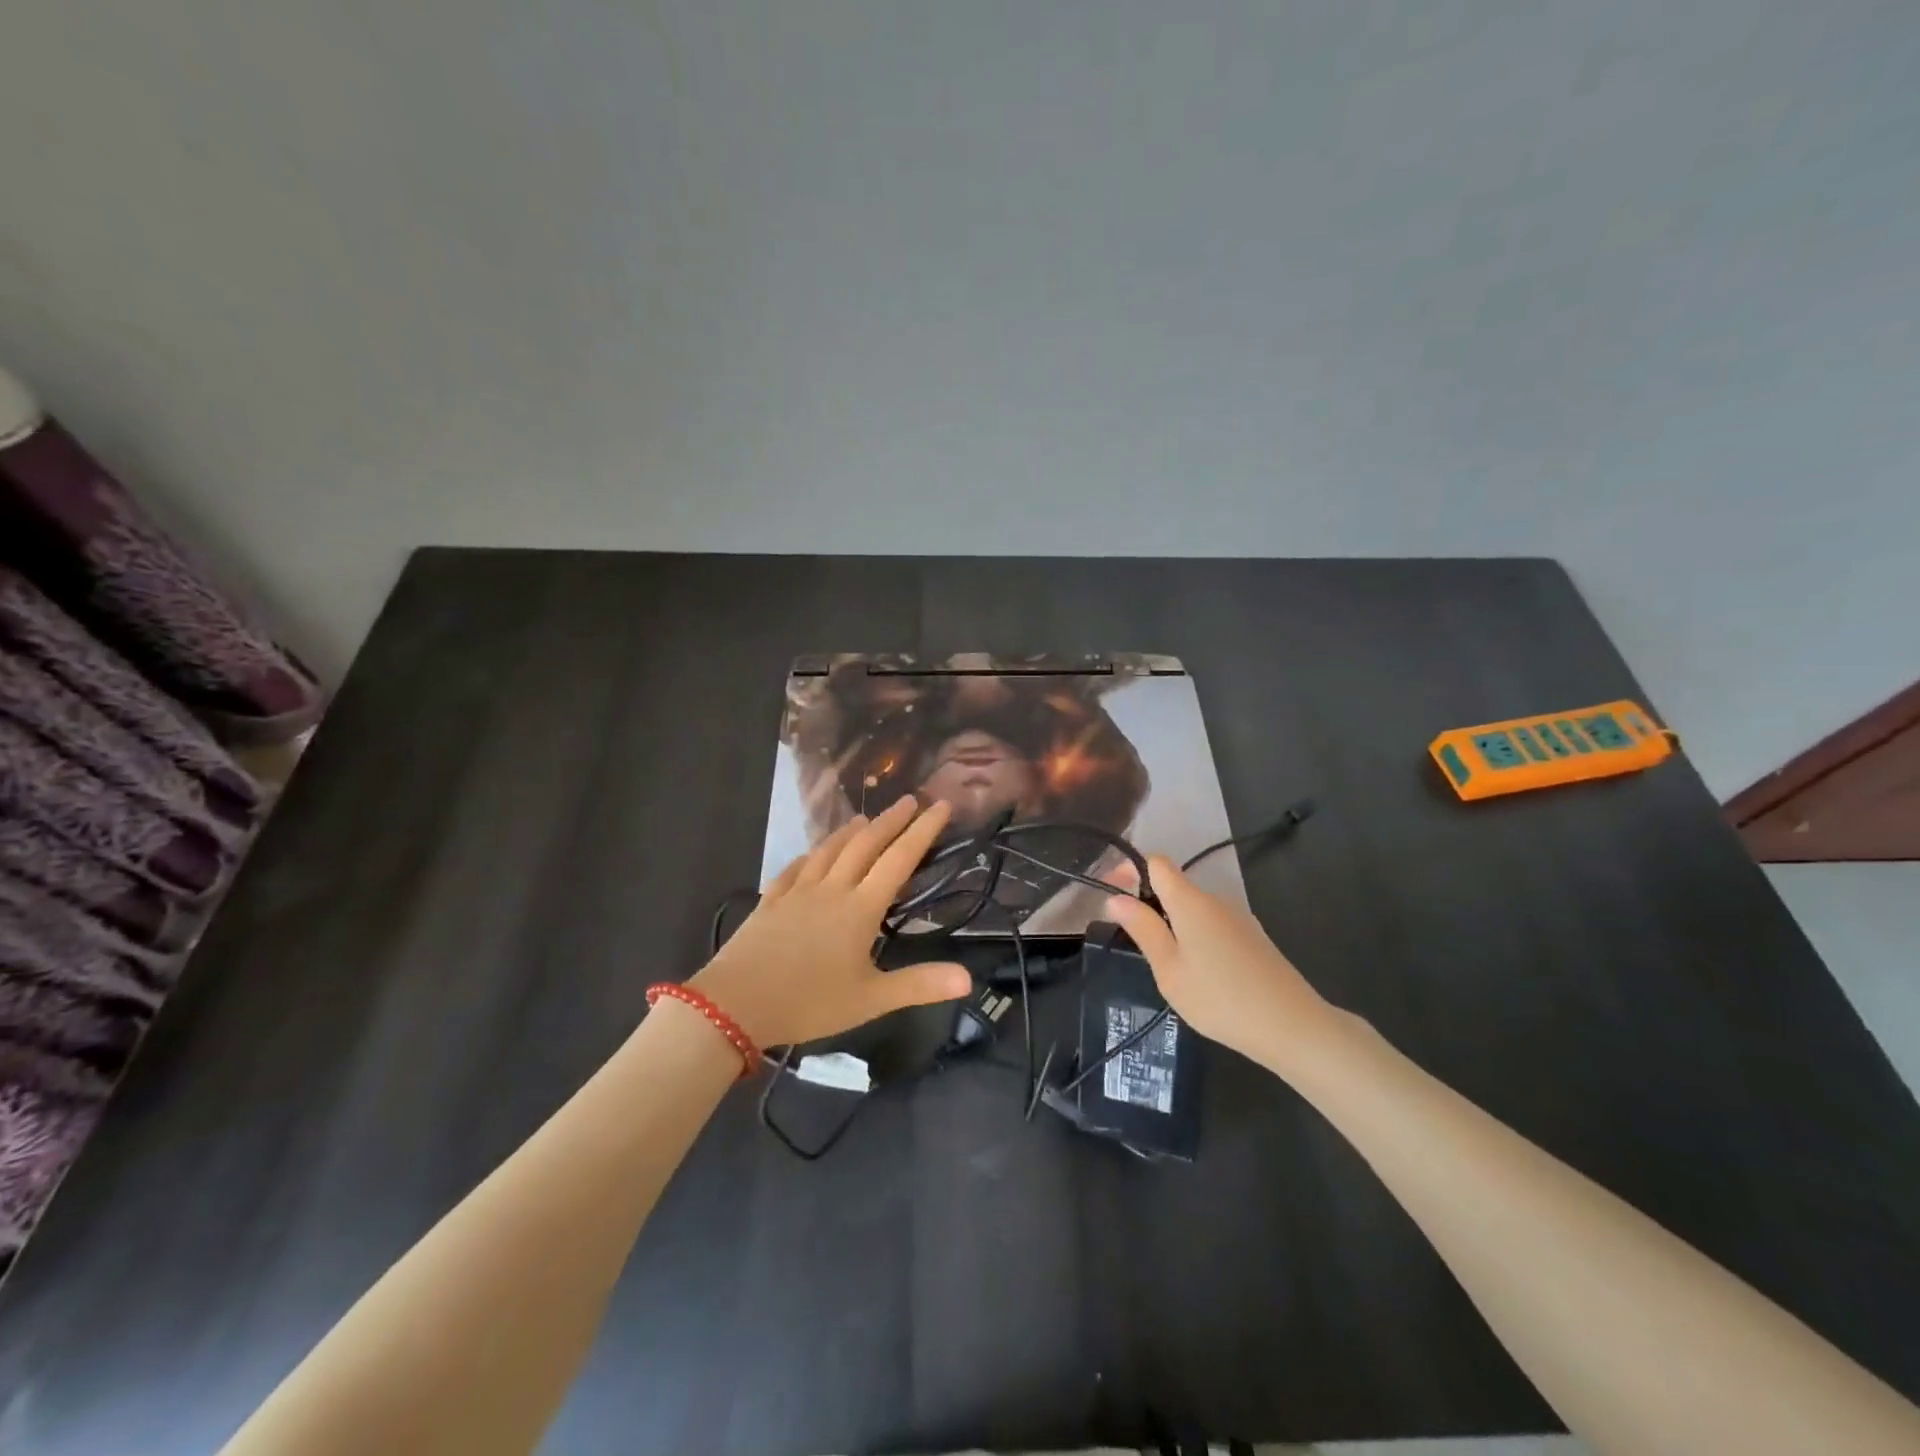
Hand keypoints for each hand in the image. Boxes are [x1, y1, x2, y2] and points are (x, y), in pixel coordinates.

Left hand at [689, 797, 971, 1049]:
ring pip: (829, 850)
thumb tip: (969, 978)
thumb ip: (919, 985)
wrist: (735, 1004)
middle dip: (890, 821)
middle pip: (865, 845)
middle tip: (909, 800)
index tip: (940, 805)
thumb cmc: (808, 1003)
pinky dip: (809, 855)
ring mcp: (797, 892)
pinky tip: (811, 854)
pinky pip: (794, 868)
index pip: (899, 860)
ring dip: (851, 831)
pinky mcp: (770, 901)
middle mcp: (832, 889)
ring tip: (865, 818)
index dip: (922, 831)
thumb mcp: (870, 1000)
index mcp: (860, 908)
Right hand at [1106, 856, 1338, 1072]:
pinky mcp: (1253, 939)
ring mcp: (1238, 919)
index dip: (1130, 870)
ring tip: (1163, 963)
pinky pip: (1212, 925)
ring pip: (1193, 909)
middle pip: (1174, 886)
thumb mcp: (1170, 969)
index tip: (1112, 894)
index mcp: (1191, 901)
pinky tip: (1198, 974)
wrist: (1293, 1027)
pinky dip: (1194, 937)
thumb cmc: (1221, 999)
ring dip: (1171, 923)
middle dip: (1148, 902)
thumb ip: (1143, 929)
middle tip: (1131, 939)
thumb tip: (1116, 898)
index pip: (1157, 862)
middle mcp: (1216, 900)